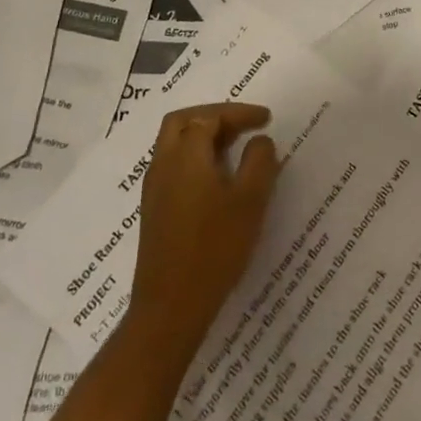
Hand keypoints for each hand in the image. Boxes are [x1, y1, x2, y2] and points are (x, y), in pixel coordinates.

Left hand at [129, 103, 280, 346]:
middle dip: (214, 116)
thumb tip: (259, 141)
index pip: (209, 117)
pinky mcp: (154, 211)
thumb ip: (260, 162)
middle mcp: (163, 164)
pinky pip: (173, 166)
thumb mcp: (250, 201)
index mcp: (185, 155)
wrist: (170, 307)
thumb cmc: (214, 248)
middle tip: (243, 125)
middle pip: (182, 122)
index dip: (239, 113)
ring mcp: (154, 189)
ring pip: (174, 144)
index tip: (266, 118)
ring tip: (236, 148)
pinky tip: (217, 179)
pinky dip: (195, 158)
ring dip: (203, 137)